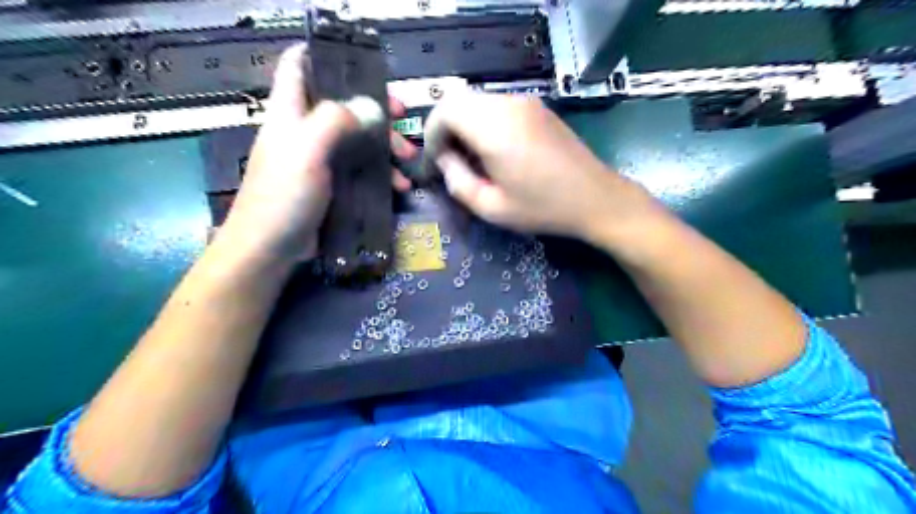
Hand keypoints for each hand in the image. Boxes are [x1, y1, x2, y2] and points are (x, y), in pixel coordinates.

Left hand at [217, 45, 414, 263]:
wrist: (270, 248)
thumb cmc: (283, 195)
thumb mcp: (306, 150)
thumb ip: (334, 121)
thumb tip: (371, 108)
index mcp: (290, 111)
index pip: (300, 65)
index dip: (328, 56)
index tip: (364, 65)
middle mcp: (305, 129)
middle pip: (342, 103)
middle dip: (374, 108)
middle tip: (402, 117)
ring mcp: (320, 158)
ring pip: (358, 138)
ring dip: (385, 144)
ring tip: (408, 159)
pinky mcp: (332, 184)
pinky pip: (361, 169)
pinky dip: (381, 173)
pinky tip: (398, 186)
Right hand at [425, 95, 663, 245]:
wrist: (595, 198)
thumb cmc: (543, 208)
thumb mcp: (492, 208)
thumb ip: (458, 182)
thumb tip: (445, 160)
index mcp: (494, 127)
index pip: (444, 111)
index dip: (432, 135)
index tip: (437, 163)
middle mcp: (508, 104)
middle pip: (458, 101)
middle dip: (446, 129)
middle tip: (451, 161)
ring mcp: (526, 101)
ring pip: (477, 102)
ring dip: (465, 125)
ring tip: (472, 159)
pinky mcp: (537, 107)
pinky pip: (497, 106)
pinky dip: (484, 122)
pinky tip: (495, 150)